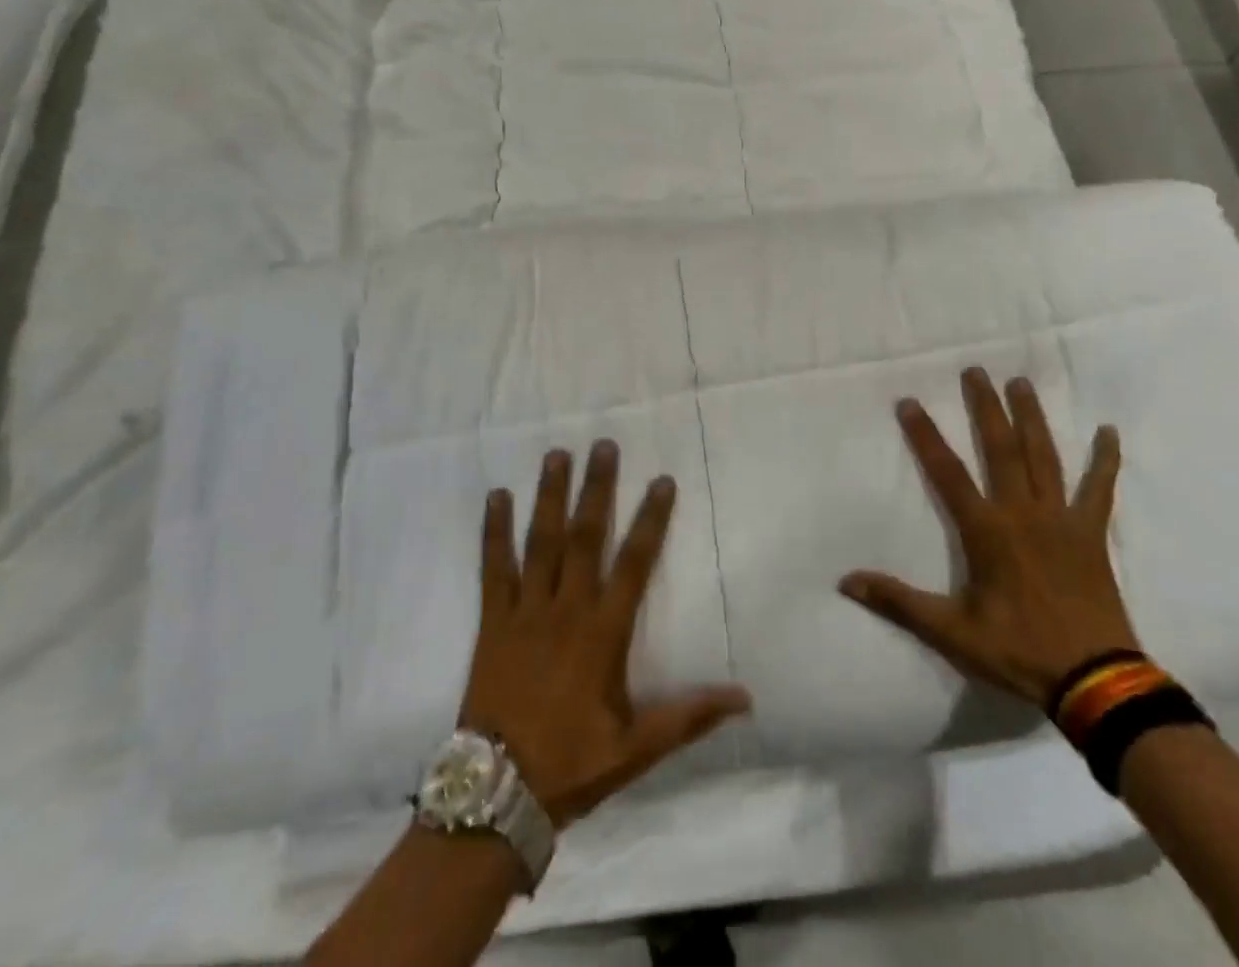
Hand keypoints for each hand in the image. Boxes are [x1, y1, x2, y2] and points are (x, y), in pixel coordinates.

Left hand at [461, 441, 751, 828]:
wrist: (495, 794)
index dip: (651, 520)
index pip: (635, 563)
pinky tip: (497, 496)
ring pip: (540, 541)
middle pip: (585, 537)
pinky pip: (493, 568)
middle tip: (603, 444)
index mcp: (603, 633)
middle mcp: (566, 609)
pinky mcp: (492, 621)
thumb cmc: (573, 764)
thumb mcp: (638, 747)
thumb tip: (746, 698)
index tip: (662, 480)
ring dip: (550, 495)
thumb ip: (690, 715)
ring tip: (557, 454)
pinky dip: (494, 531)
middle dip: (596, 488)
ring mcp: (525, 611)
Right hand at [838, 370, 1136, 710]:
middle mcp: (1022, 512)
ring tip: (1020, 382)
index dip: (925, 436)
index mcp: (986, 531)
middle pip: (1001, 449)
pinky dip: (1105, 461)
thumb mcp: (951, 631)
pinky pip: (1100, 490)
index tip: (910, 402)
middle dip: (985, 408)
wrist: (1096, 681)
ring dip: (1031, 418)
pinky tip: (1108, 432)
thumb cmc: (1019, 651)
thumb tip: (846, 581)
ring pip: (1044, 457)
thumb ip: (898, 602)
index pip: (947, 473)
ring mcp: (1061, 520)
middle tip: (975, 371)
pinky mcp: (1091, 534)